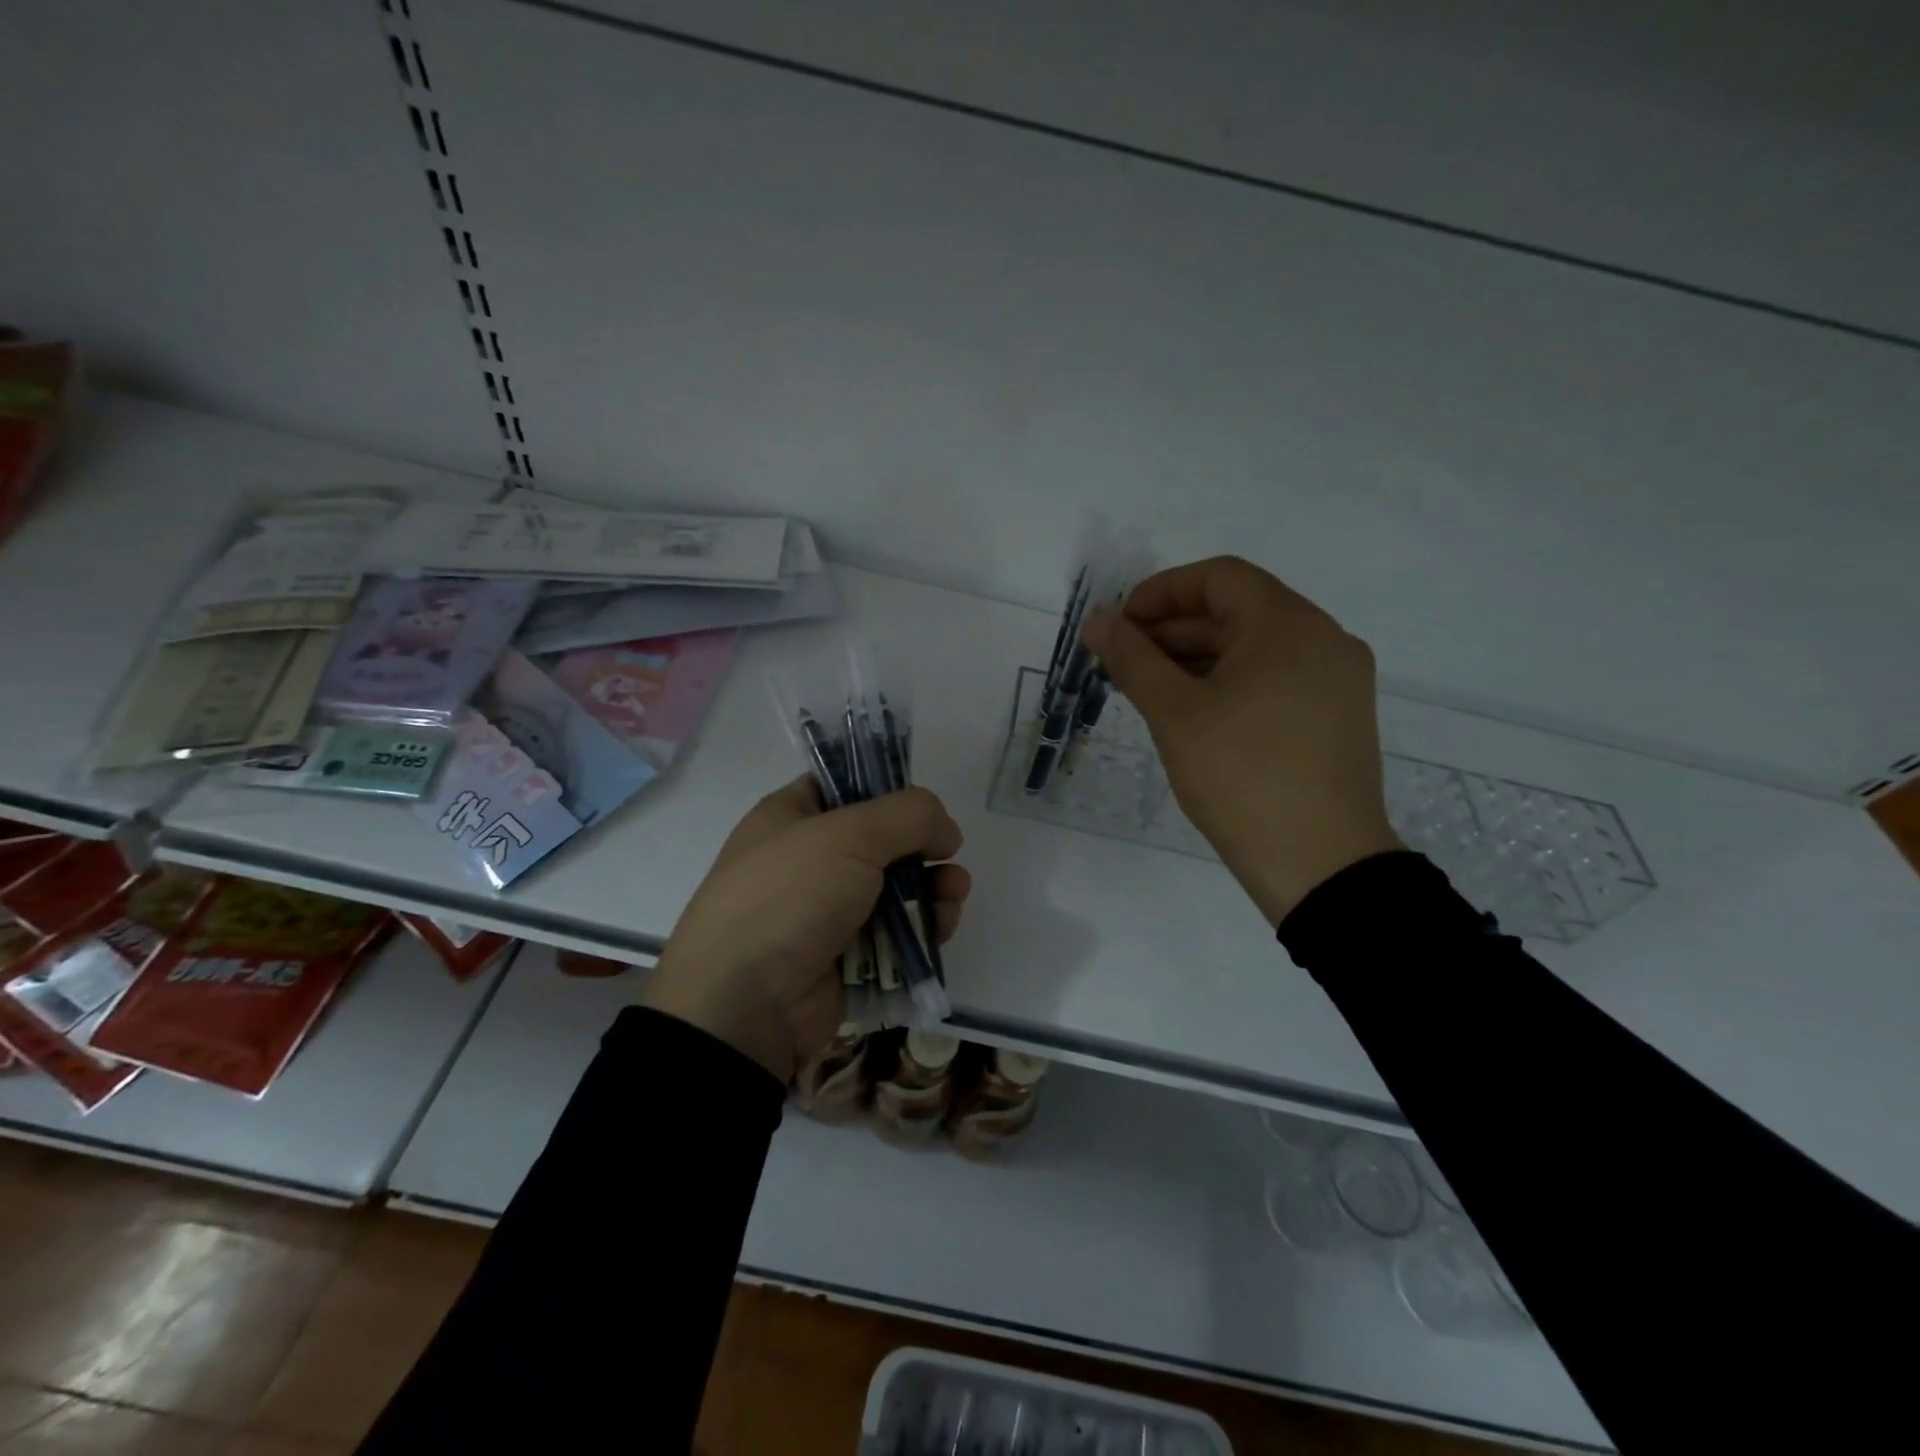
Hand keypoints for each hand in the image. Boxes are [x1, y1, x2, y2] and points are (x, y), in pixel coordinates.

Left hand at [640, 777, 970, 1082]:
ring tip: (954, 893)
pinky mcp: (848, 957)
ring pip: (896, 889)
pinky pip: (896, 933)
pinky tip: (943, 925)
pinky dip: (923, 927)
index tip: (924, 806)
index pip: (845, 785)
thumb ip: (908, 816)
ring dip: (932, 888)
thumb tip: (945, 830)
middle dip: (922, 846)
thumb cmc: (790, 897)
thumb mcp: (849, 835)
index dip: (888, 788)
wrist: (746, 1004)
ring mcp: (828, 911)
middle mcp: (809, 859)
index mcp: (791, 817)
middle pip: (882, 840)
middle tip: (948, 854)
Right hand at [1083, 556, 1402, 923]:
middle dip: (1174, 629)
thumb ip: (1132, 658)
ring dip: (1199, 656)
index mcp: (1288, 625)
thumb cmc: (1242, 778)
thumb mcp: (1175, 714)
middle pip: (1238, 609)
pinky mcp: (1339, 714)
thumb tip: (1097, 620)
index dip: (1160, 592)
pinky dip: (1231, 681)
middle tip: (1125, 662)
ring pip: (1257, 646)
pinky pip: (1276, 676)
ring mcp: (1338, 678)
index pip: (1217, 577)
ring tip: (1151, 690)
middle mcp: (1323, 638)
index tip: (1120, 626)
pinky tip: (1196, 713)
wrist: (1322, 865)